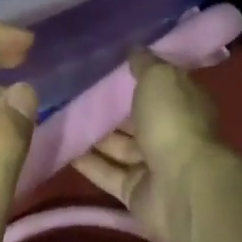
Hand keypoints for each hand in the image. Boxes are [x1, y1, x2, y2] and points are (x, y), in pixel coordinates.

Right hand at [74, 48, 234, 241]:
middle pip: (134, 119)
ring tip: (59, 117)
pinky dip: (87, 162)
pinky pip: (107, 173)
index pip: (157, 87)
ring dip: (93, 135)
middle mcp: (170, 133)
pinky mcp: (135, 193)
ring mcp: (153, 166)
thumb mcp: (159, 77)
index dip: (134, 78)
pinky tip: (61, 147)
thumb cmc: (173, 121)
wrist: (181, 186)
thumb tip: (135, 48)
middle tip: (71, 93)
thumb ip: (144, 63)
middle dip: (108, 109)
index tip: (103, 67)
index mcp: (182, 104)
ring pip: (118, 147)